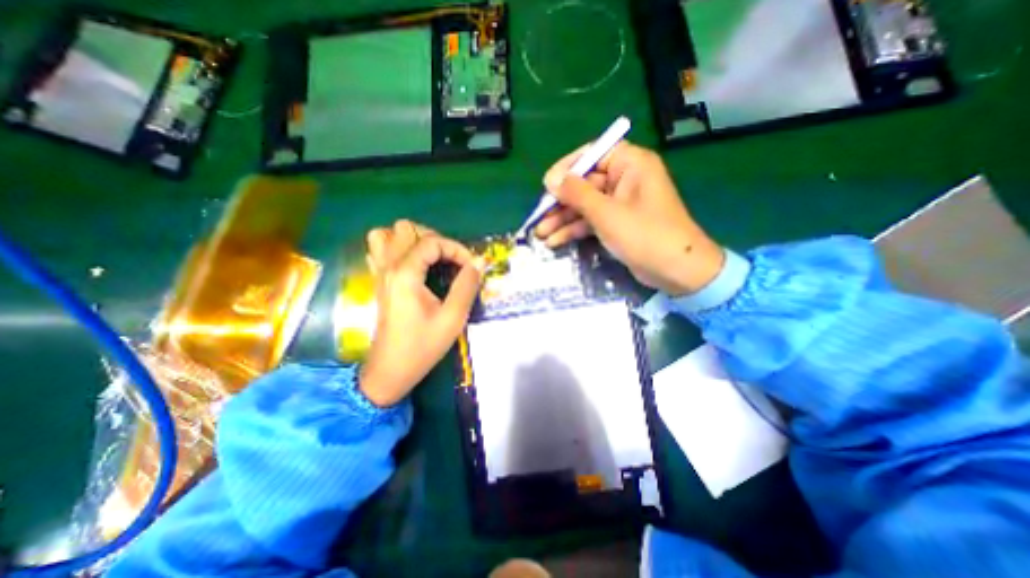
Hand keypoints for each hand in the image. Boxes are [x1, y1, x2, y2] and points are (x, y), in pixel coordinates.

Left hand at [359, 219, 484, 406]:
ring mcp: (379, 273)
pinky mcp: (378, 282)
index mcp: (406, 274)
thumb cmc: (423, 345)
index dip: (456, 249)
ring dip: (410, 239)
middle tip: (450, 259)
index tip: (471, 266)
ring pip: (386, 235)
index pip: (431, 242)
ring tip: (429, 256)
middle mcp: (388, 267)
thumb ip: (467, 286)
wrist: (391, 369)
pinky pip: (379, 250)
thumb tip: (479, 262)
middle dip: (434, 238)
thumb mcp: (453, 317)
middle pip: (405, 229)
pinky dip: (396, 248)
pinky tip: (412, 264)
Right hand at [535, 138, 727, 294]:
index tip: (546, 185)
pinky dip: (575, 230)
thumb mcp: (606, 213)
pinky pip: (591, 220)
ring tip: (541, 234)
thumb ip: (577, 193)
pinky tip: (555, 241)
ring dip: (563, 219)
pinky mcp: (617, 223)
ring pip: (585, 205)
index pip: (592, 155)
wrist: (676, 271)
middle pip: (585, 183)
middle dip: (560, 202)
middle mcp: (625, 179)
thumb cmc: (644, 234)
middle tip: (538, 216)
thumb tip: (551, 178)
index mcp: (630, 164)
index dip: (567, 168)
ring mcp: (620, 203)